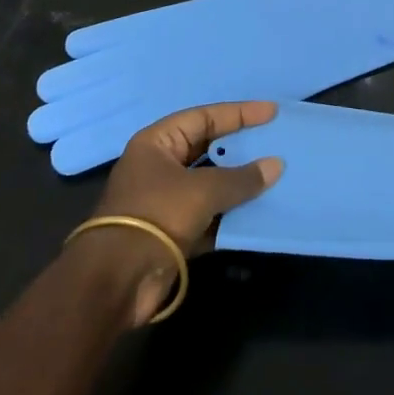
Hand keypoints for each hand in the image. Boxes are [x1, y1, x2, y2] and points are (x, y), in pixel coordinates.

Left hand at [72, 101, 284, 325]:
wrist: (116, 282)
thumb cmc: (156, 216)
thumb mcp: (202, 191)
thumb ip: (241, 178)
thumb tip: (276, 165)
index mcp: (158, 143)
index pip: (205, 117)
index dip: (240, 114)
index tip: (272, 112)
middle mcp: (161, 166)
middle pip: (209, 149)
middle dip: (242, 148)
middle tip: (277, 142)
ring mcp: (167, 200)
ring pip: (212, 184)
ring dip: (240, 183)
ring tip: (276, 176)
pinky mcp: (174, 232)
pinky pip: (211, 215)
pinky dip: (232, 215)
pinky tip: (260, 212)